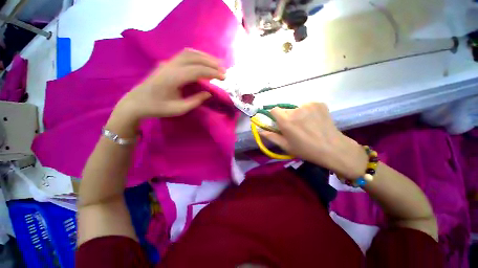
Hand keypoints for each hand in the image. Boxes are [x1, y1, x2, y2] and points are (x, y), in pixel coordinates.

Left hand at [115, 48, 224, 121]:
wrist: (137, 102)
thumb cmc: (158, 108)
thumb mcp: (179, 109)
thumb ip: (196, 100)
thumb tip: (209, 93)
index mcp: (173, 78)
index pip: (197, 70)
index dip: (212, 72)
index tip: (224, 77)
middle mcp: (170, 66)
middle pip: (194, 57)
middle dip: (211, 62)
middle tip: (224, 70)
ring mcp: (168, 62)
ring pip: (189, 53)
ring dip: (205, 57)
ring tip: (217, 64)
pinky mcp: (167, 63)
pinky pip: (185, 55)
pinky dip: (198, 56)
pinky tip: (204, 61)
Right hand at [261, 103, 367, 179]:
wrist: (332, 148)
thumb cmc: (306, 149)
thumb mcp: (285, 146)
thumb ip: (271, 136)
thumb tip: (259, 130)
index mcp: (286, 121)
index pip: (274, 109)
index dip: (275, 116)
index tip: (280, 123)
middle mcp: (296, 110)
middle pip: (285, 110)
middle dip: (287, 117)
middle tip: (295, 128)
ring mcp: (309, 105)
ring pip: (297, 108)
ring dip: (298, 114)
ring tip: (307, 125)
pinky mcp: (319, 103)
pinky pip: (308, 106)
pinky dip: (308, 111)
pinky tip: (315, 120)